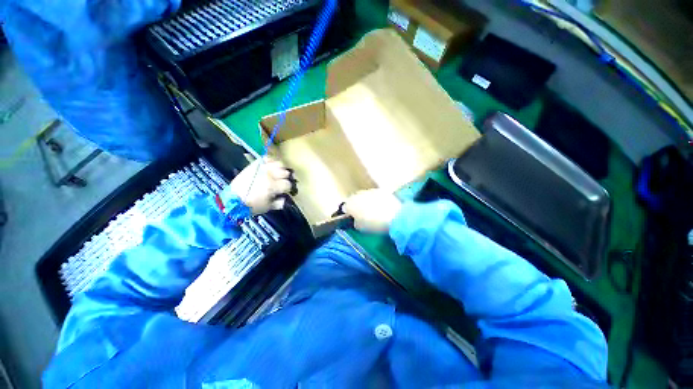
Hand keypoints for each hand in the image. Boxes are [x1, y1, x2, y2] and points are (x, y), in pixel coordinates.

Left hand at [229, 157, 295, 214]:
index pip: (288, 184)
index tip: (285, 190)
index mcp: (273, 186)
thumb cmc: (251, 205)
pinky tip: (271, 166)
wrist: (233, 199)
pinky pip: (266, 158)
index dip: (288, 188)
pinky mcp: (255, 165)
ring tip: (278, 173)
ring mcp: (262, 168)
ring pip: (279, 163)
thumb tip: (285, 198)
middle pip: (285, 172)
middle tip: (282, 182)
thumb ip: (279, 203)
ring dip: (281, 169)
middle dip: (285, 178)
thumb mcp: (268, 207)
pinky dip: (271, 161)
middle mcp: (269, 175)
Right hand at [344, 189, 401, 232]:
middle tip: (363, 214)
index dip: (349, 214)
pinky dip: (377, 200)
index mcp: (350, 204)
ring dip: (367, 202)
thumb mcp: (361, 228)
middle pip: (355, 200)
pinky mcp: (381, 190)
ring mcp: (370, 191)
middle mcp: (358, 194)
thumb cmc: (374, 225)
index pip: (345, 208)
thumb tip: (357, 220)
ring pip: (365, 196)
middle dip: (357, 206)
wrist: (394, 217)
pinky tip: (382, 207)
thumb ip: (356, 222)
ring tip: (374, 210)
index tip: (353, 219)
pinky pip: (375, 196)